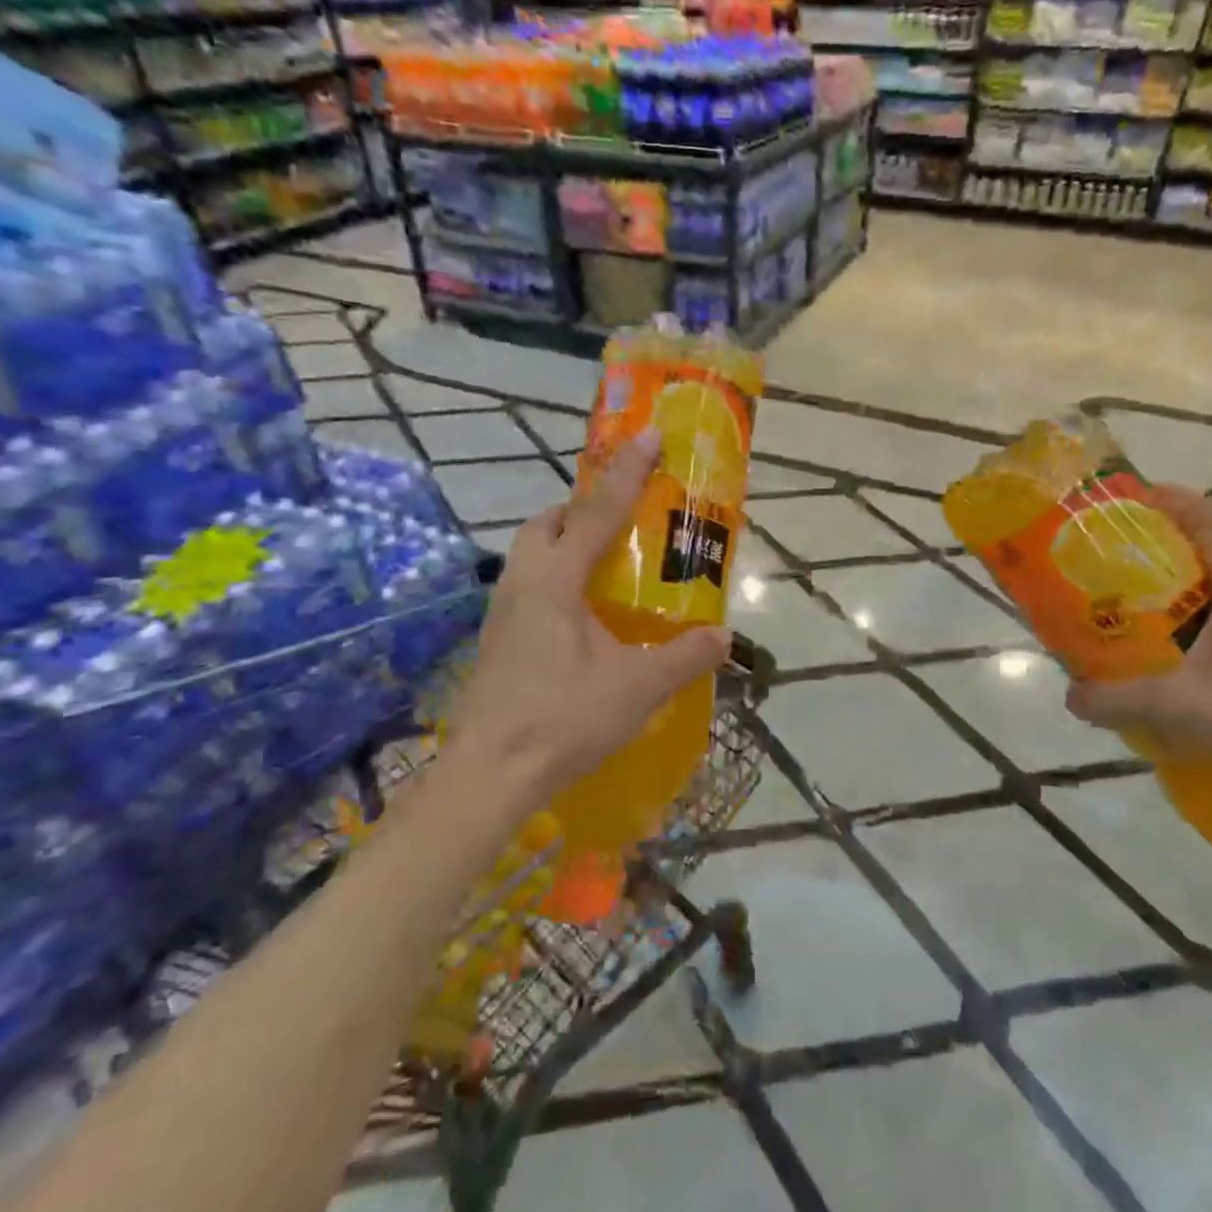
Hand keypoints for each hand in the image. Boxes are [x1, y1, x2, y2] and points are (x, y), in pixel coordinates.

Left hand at [445, 428, 730, 815]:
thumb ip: (683, 658)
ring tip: (605, 567)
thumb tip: (723, 636)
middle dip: (582, 509)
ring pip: (531, 553)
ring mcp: (502, 611)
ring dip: (565, 542)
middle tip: (620, 522)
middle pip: (547, 523)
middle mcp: (523, 583)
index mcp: (555, 580)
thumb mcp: (636, 688)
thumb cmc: (563, 720)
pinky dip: (555, 577)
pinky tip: (580, 616)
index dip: (627, 472)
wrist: (488, 775)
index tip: (648, 435)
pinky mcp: (496, 639)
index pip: (596, 512)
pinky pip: (528, 585)